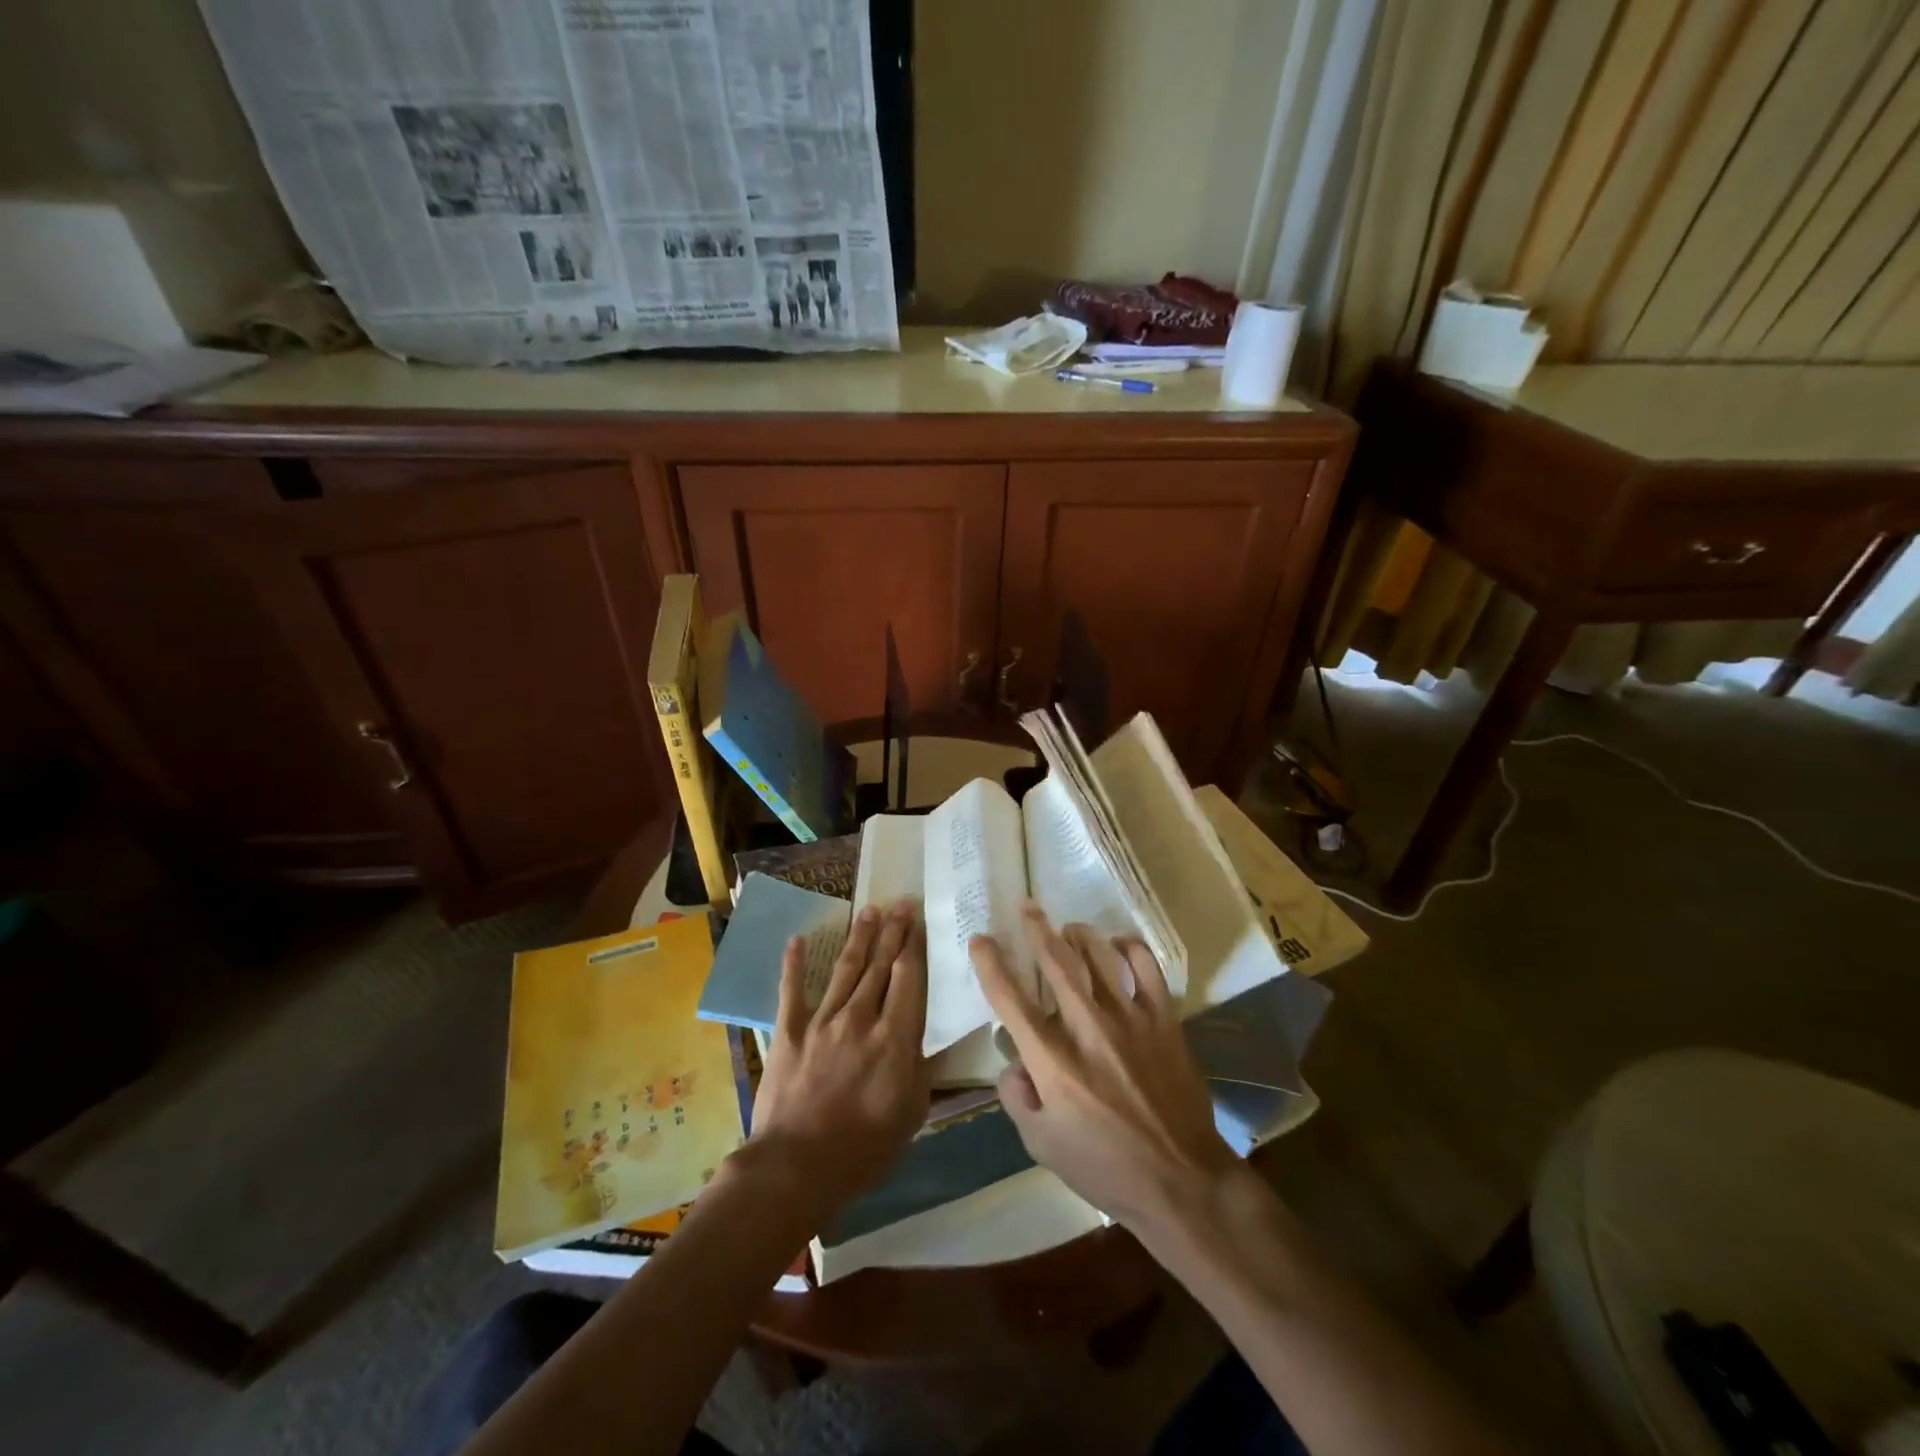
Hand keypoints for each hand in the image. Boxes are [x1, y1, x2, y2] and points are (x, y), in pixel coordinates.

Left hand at [749, 899, 930, 1217]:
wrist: (796, 1167)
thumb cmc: (864, 1148)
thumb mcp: (911, 1114)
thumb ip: (922, 1070)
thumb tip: (933, 1040)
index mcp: (894, 1037)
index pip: (908, 979)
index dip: (914, 946)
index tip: (919, 921)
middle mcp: (860, 1018)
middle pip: (879, 965)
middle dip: (892, 932)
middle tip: (900, 903)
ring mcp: (822, 1021)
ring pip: (845, 970)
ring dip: (858, 939)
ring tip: (869, 912)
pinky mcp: (789, 1032)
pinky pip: (792, 991)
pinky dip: (794, 964)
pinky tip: (798, 939)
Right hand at [971, 905, 1235, 1233]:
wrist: (1181, 1181)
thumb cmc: (1106, 1168)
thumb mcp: (1041, 1146)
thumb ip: (1017, 1098)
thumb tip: (1013, 1061)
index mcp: (1053, 1061)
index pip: (1011, 1000)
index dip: (991, 965)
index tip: (981, 940)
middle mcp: (1088, 1028)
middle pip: (1055, 962)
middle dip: (1036, 929)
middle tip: (1026, 906)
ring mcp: (1130, 1019)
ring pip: (1099, 955)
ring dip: (1079, 934)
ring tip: (1068, 926)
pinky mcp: (1164, 1020)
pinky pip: (1147, 967)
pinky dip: (1131, 947)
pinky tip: (1119, 944)